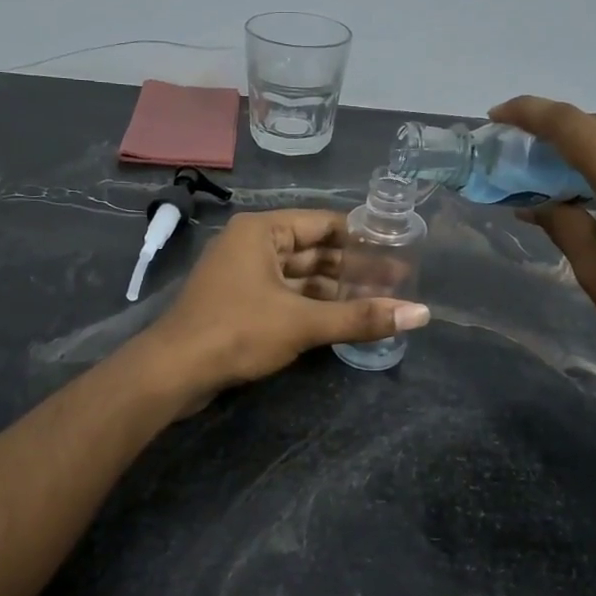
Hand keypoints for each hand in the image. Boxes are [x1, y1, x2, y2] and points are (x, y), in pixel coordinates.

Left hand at [141, 209, 429, 405]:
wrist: (173, 372)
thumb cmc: (237, 332)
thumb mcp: (303, 323)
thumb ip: (361, 317)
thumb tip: (421, 314)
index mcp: (263, 231)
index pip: (325, 224)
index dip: (363, 239)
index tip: (398, 252)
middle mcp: (252, 245)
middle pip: (313, 250)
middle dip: (352, 268)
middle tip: (396, 283)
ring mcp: (243, 275)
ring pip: (299, 277)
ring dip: (334, 290)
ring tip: (377, 302)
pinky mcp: (239, 303)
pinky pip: (284, 295)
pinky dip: (312, 305)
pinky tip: (342, 319)